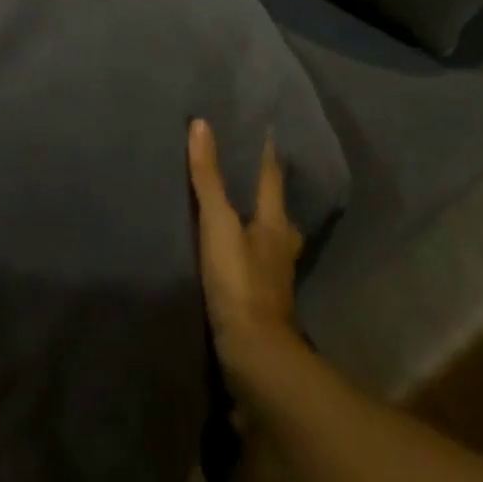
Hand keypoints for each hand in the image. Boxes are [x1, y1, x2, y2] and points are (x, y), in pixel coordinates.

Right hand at [188, 118, 304, 396]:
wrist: (254, 358)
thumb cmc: (240, 283)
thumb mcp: (219, 224)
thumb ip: (208, 178)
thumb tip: (201, 124)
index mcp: (276, 221)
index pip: (272, 174)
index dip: (265, 150)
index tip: (260, 125)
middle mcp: (281, 244)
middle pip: (274, 205)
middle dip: (261, 186)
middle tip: (242, 164)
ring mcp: (274, 274)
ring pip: (266, 234)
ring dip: (254, 219)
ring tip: (233, 205)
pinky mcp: (260, 299)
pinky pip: (252, 260)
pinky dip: (243, 248)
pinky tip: (230, 250)